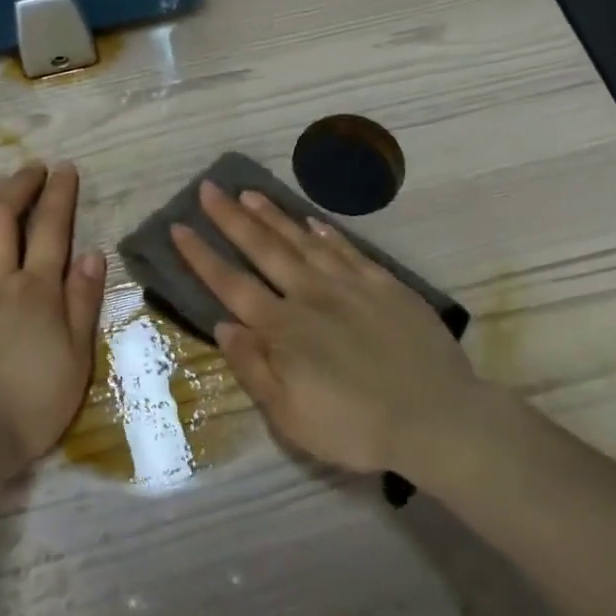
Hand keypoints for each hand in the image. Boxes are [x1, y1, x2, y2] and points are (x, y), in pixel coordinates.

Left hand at [0, 162, 107, 476]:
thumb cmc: (32, 405)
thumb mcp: (76, 359)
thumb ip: (83, 302)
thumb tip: (91, 251)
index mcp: (36, 292)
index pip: (50, 227)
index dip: (58, 193)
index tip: (64, 169)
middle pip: (2, 216)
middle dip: (18, 185)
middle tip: (31, 170)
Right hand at [171, 181, 486, 474]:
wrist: (436, 418)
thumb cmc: (356, 427)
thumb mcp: (290, 416)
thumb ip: (254, 368)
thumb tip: (223, 325)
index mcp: (283, 329)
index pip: (231, 285)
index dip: (202, 256)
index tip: (179, 227)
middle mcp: (310, 295)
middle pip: (263, 249)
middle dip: (231, 218)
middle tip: (208, 188)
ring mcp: (350, 285)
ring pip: (302, 241)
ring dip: (272, 216)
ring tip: (249, 193)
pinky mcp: (384, 285)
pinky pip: (348, 250)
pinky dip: (326, 233)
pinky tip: (312, 221)